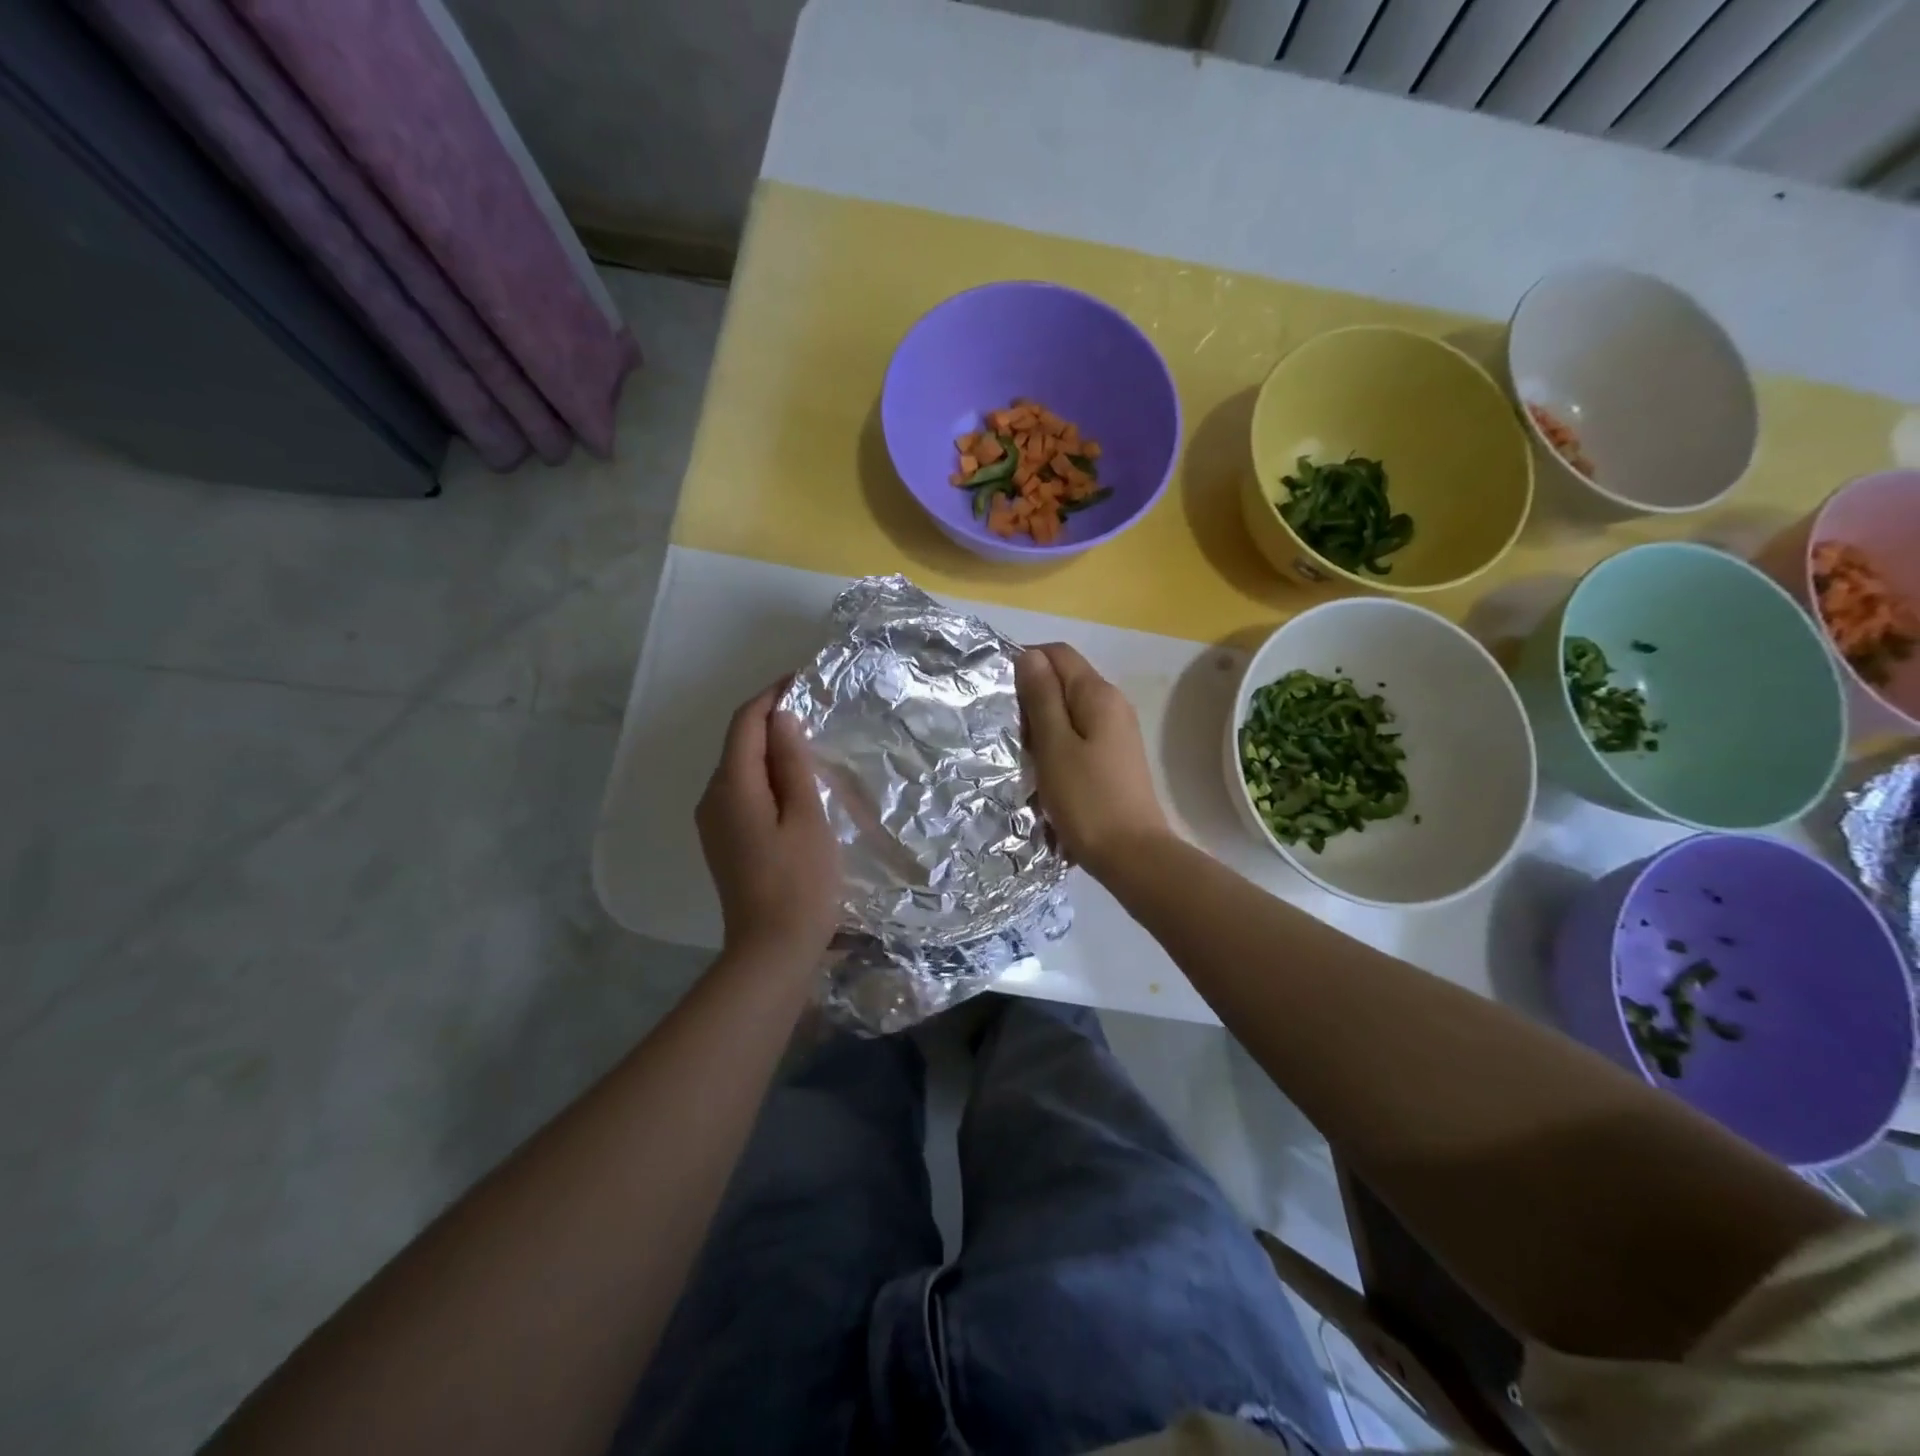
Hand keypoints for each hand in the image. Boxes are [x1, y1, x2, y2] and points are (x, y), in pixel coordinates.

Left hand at [697, 683, 840, 961]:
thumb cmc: (799, 883)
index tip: (803, 680)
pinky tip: (796, 785)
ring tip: (812, 744)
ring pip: (740, 769)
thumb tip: (779, 718)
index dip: (771, 696)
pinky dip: (766, 778)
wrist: (771, 951)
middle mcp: (712, 798)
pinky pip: (742, 793)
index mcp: (732, 787)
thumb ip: (791, 764)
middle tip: (816, 710)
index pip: (745, 723)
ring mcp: (714, 823)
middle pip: (738, 743)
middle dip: (772, 720)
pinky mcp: (724, 842)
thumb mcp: (806, 817)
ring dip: (771, 750)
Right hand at [1015, 644, 1169, 877]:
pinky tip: (1044, 769)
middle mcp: (1113, 704)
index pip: (1058, 654)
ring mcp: (1117, 732)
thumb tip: (1029, 655)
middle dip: (1032, 696)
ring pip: (1069, 711)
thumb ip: (1041, 698)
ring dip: (1042, 724)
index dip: (1026, 662)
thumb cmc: (1087, 800)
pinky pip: (1079, 735)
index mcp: (1099, 694)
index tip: (998, 692)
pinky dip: (1057, 743)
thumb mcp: (1054, 746)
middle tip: (1006, 729)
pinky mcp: (1114, 757)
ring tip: (1022, 752)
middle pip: (1064, 680)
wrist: (1132, 855)